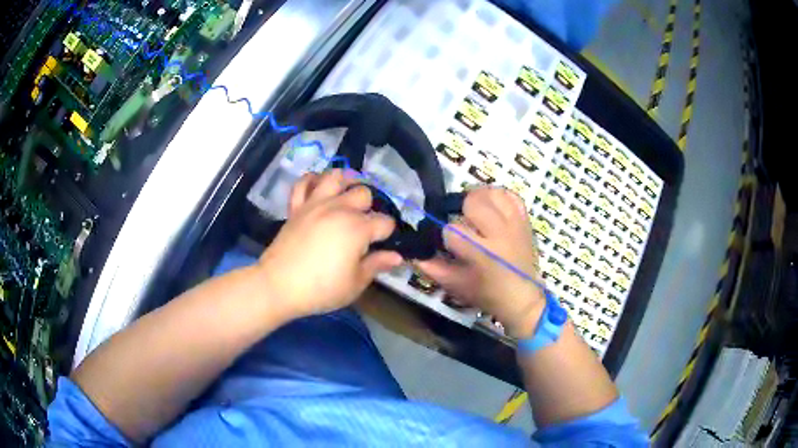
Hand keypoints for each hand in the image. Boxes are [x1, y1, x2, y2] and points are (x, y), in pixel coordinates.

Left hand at [257, 169, 402, 317]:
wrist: (278, 286)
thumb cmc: (321, 289)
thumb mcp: (355, 284)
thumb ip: (376, 265)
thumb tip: (397, 256)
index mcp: (358, 228)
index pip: (385, 222)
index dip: (388, 233)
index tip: (382, 245)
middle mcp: (339, 209)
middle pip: (364, 194)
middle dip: (369, 207)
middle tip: (364, 226)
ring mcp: (315, 204)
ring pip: (335, 176)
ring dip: (345, 183)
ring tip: (346, 197)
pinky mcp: (296, 207)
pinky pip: (303, 182)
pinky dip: (312, 180)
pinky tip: (318, 188)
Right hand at [416, 187, 544, 337]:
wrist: (522, 297)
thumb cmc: (486, 293)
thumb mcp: (455, 285)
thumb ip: (432, 267)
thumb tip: (413, 252)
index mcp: (481, 253)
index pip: (453, 230)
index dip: (444, 234)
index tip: (446, 242)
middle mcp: (499, 234)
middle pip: (474, 202)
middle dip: (462, 209)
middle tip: (462, 221)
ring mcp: (514, 224)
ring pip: (493, 193)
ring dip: (480, 198)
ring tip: (476, 210)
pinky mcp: (524, 221)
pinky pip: (512, 196)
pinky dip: (499, 196)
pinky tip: (492, 206)